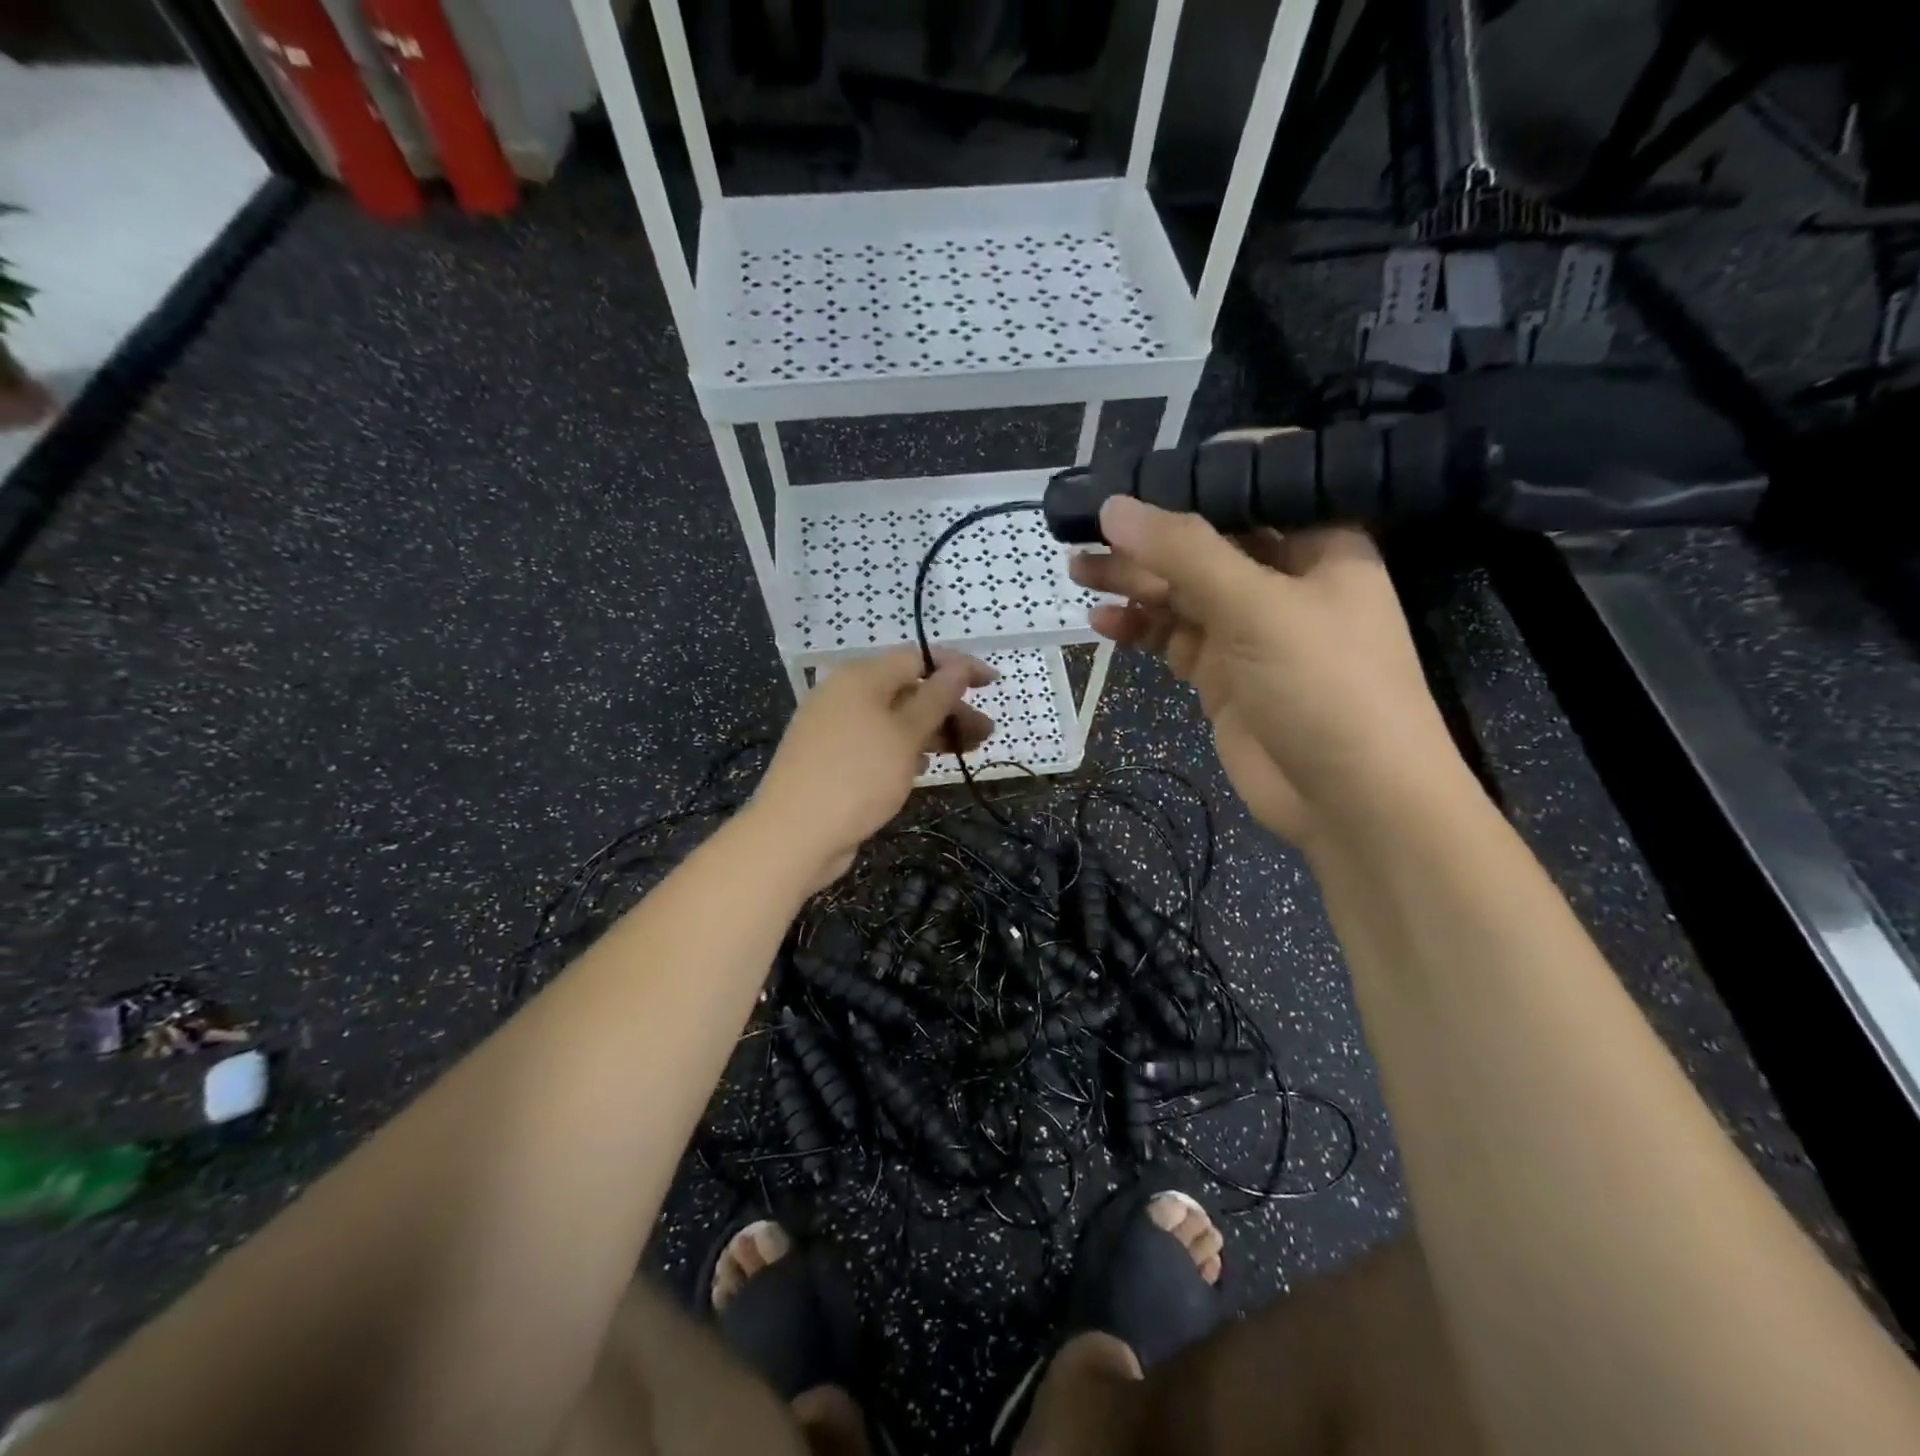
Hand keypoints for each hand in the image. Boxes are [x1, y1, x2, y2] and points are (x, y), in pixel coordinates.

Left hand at [753, 648, 995, 888]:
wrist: (793, 834)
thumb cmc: (857, 776)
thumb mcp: (905, 735)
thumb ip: (936, 699)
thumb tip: (958, 666)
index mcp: (861, 677)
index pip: (918, 659)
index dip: (958, 668)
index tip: (992, 683)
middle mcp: (845, 694)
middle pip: (907, 690)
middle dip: (949, 708)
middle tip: (985, 733)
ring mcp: (835, 727)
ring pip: (894, 719)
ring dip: (932, 730)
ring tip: (966, 751)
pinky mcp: (832, 758)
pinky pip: (877, 742)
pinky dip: (904, 748)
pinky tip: (925, 765)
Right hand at [1069, 492, 1461, 849]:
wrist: (1352, 802)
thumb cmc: (1326, 687)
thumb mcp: (1258, 608)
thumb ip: (1185, 554)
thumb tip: (1115, 507)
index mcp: (1316, 544)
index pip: (1256, 486)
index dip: (1197, 476)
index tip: (1138, 473)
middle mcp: (1282, 579)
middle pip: (1205, 542)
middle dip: (1148, 536)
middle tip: (1086, 531)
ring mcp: (1249, 630)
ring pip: (1181, 591)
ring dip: (1132, 581)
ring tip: (1078, 570)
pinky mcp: (1222, 674)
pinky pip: (1172, 637)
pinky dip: (1139, 628)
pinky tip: (1103, 622)